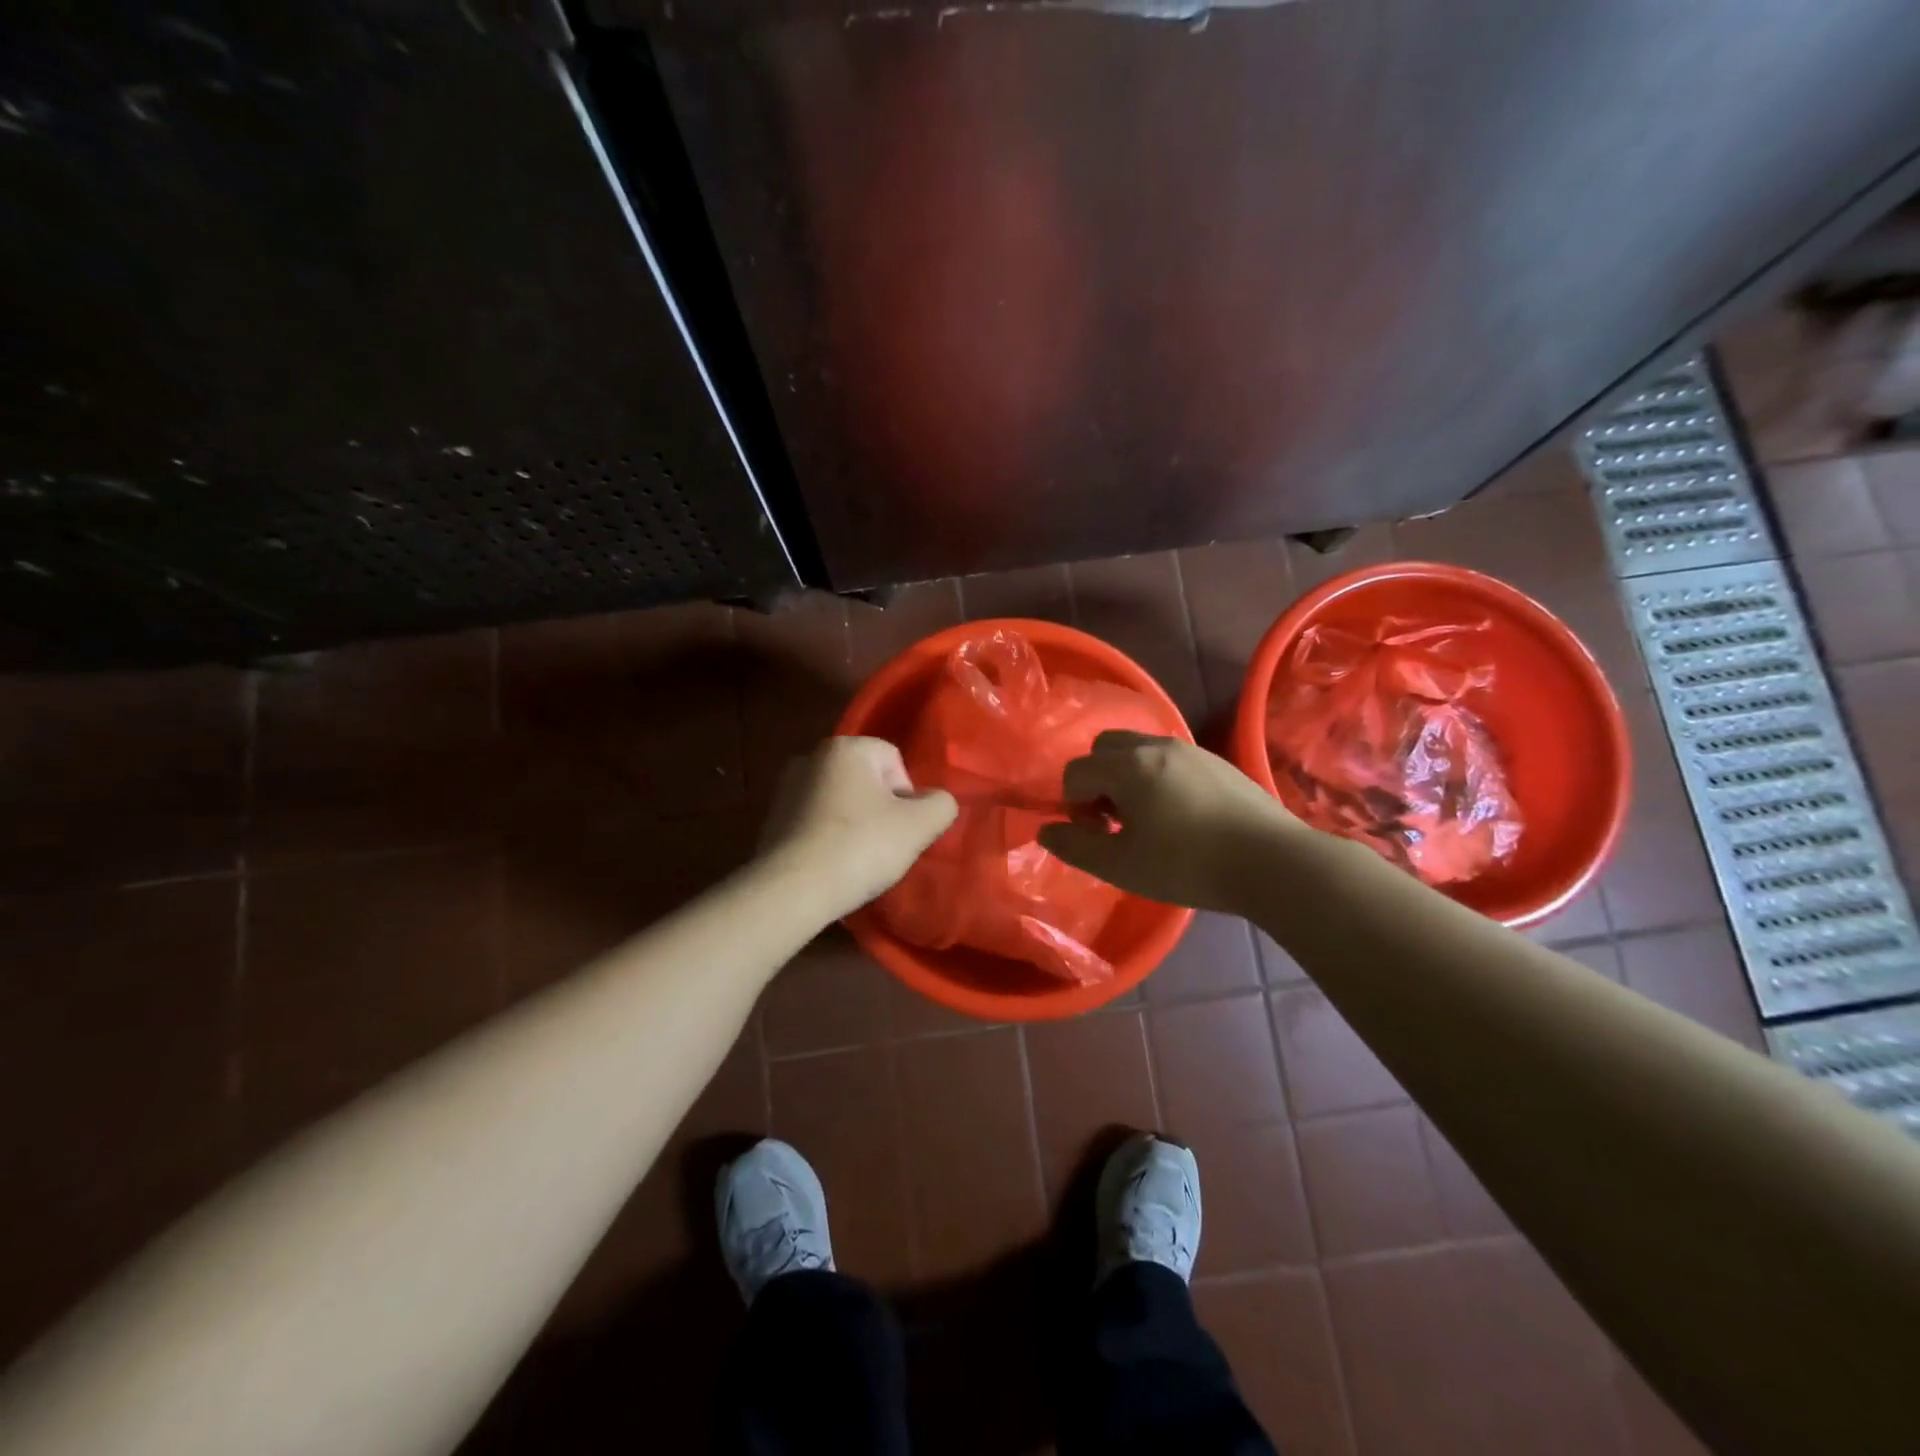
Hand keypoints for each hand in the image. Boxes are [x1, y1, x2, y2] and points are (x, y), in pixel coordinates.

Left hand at [759, 737, 958, 919]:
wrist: (792, 890)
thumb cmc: (860, 847)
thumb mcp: (920, 826)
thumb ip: (941, 804)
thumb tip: (936, 802)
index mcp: (845, 748)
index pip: (893, 759)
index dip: (907, 795)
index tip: (903, 828)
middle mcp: (811, 757)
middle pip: (866, 780)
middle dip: (880, 809)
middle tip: (885, 845)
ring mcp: (786, 789)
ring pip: (840, 802)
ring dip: (854, 824)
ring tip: (858, 860)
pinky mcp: (771, 820)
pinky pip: (815, 823)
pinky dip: (828, 839)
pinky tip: (833, 866)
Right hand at [1038, 731, 1300, 911]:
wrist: (1273, 861)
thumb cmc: (1187, 865)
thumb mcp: (1121, 866)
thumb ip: (1075, 846)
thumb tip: (1047, 830)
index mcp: (1128, 766)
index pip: (1076, 771)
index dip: (1073, 804)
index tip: (1096, 834)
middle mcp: (1156, 745)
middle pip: (1105, 747)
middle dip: (1097, 779)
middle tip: (1114, 820)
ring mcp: (1191, 750)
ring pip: (1139, 749)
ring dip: (1127, 776)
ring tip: (1147, 819)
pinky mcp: (1218, 762)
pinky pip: (1171, 759)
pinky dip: (1159, 778)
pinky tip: (1181, 816)